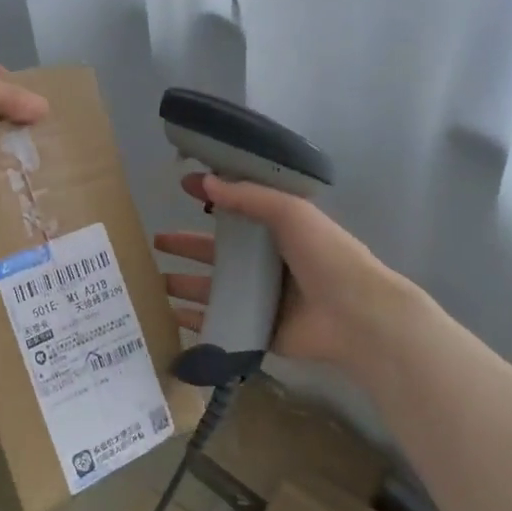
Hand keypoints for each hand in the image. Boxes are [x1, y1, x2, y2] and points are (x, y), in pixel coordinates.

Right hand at [154, 171, 416, 374]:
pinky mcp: (258, 330)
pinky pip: (220, 322)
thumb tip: (205, 180)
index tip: (183, 187)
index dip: (211, 198)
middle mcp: (268, 264)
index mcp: (279, 232)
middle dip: (187, 247)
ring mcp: (262, 299)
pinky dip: (195, 320)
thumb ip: (248, 197)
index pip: (238, 210)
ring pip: (214, 288)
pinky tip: (171, 315)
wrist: (357, 316)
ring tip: (154, 281)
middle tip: (156, 242)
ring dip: (185, 283)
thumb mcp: (290, 213)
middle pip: (218, 253)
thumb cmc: (327, 257)